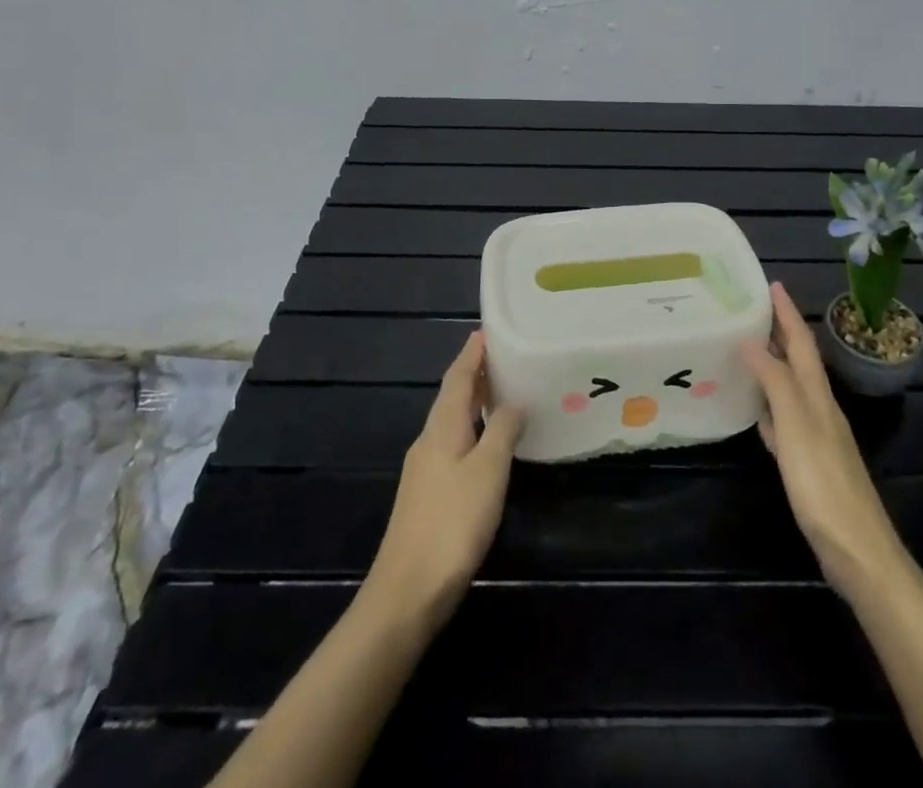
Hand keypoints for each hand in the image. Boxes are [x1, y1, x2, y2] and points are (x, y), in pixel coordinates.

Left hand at [365, 332, 524, 630]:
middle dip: (473, 374)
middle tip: (502, 357)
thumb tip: (515, 401)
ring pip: (451, 421)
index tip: (487, 331)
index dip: (472, 354)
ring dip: (473, 402)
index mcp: (442, 427)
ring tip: (499, 391)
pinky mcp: (427, 494)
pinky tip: (486, 443)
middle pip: (451, 397)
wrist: (407, 591)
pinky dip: (471, 430)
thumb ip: (503, 431)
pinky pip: (452, 444)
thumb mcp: (488, 471)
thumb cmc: (452, 522)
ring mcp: (424, 469)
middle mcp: (429, 440)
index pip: (457, 378)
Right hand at [741, 282, 912, 602]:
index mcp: (817, 395)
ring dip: (773, 365)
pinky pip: (785, 421)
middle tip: (750, 310)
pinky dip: (770, 407)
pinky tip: (757, 413)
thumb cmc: (823, 483)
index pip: (802, 342)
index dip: (787, 312)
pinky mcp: (809, 464)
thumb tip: (752, 340)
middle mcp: (819, 408)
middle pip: (799, 361)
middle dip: (780, 332)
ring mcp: (816, 437)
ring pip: (791, 388)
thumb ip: (775, 381)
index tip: (771, 284)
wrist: (858, 551)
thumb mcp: (797, 426)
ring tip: (747, 350)